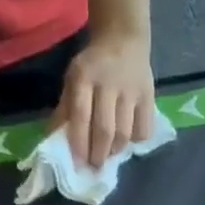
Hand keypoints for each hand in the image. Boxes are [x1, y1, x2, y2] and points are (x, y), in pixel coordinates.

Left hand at [53, 26, 155, 167]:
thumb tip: (56, 141)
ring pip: (125, 134)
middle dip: (98, 154)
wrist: (123, 38)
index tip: (78, 164)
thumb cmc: (92, 67)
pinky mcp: (149, 96)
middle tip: (95, 165)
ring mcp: (131, 90)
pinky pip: (144, 129)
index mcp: (84, 76)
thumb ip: (65, 110)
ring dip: (115, 151)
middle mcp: (109, 82)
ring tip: (109, 153)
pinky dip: (135, 141)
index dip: (79, 144)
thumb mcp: (73, 80)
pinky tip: (128, 139)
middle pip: (105, 130)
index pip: (81, 116)